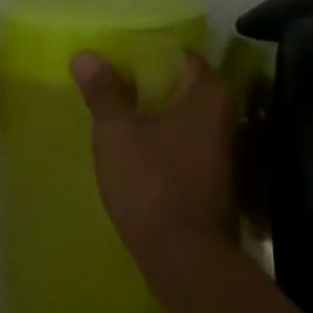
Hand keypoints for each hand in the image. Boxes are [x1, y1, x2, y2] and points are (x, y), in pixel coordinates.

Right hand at [71, 51, 240, 300]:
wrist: (186, 259)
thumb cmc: (152, 183)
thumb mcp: (116, 132)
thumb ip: (103, 91)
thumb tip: (85, 55)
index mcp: (209, 92)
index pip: (179, 54)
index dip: (145, 54)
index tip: (113, 59)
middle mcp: (226, 114)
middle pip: (181, 85)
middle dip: (145, 84)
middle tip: (106, 84)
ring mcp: (224, 148)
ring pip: (181, 117)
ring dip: (152, 114)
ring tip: (113, 113)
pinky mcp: (215, 176)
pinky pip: (183, 143)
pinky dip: (161, 139)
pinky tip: (132, 148)